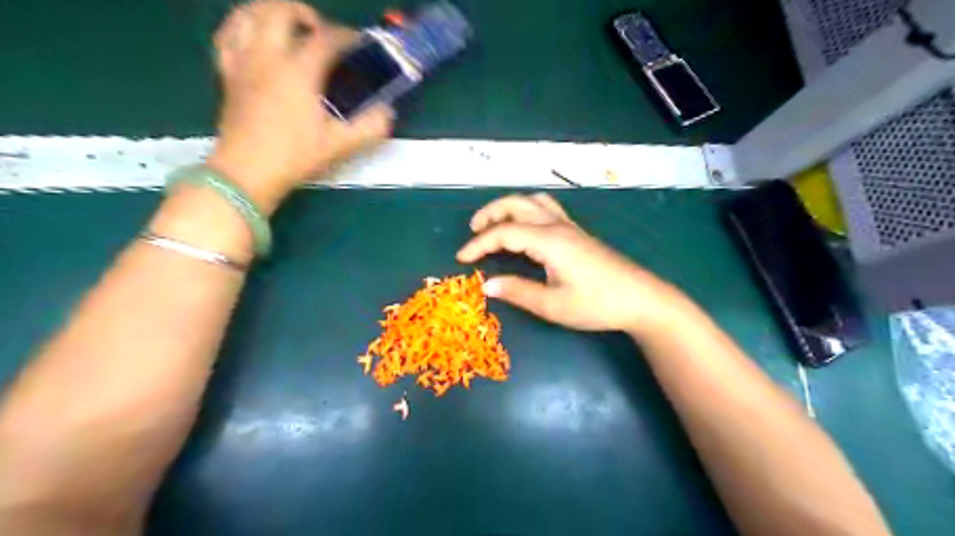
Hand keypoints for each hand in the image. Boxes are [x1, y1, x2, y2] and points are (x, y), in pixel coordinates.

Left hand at [205, 0, 391, 213]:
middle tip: (322, 33)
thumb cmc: (295, 156)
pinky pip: (228, 35)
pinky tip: (254, 36)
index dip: (347, 37)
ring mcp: (243, 62)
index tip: (360, 44)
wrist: (248, 172)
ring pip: (248, 13)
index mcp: (298, 71)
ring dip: (271, 11)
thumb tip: (387, 112)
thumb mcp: (340, 145)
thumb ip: (370, 127)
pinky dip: (242, 26)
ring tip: (289, 26)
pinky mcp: (227, 73)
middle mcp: (268, 57)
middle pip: (281, 10)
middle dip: (305, 13)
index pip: (326, 38)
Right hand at [457, 194, 690, 335]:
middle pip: (517, 204)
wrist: (641, 299)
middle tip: (473, 232)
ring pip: (533, 201)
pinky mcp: (577, 233)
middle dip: (490, 213)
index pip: (504, 232)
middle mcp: (558, 226)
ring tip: (494, 224)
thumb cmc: (597, 304)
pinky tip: (524, 228)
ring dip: (509, 207)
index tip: (461, 258)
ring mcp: (570, 227)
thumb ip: (518, 292)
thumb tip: (486, 285)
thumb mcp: (553, 305)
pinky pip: (546, 209)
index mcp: (549, 241)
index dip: (479, 244)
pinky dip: (526, 211)